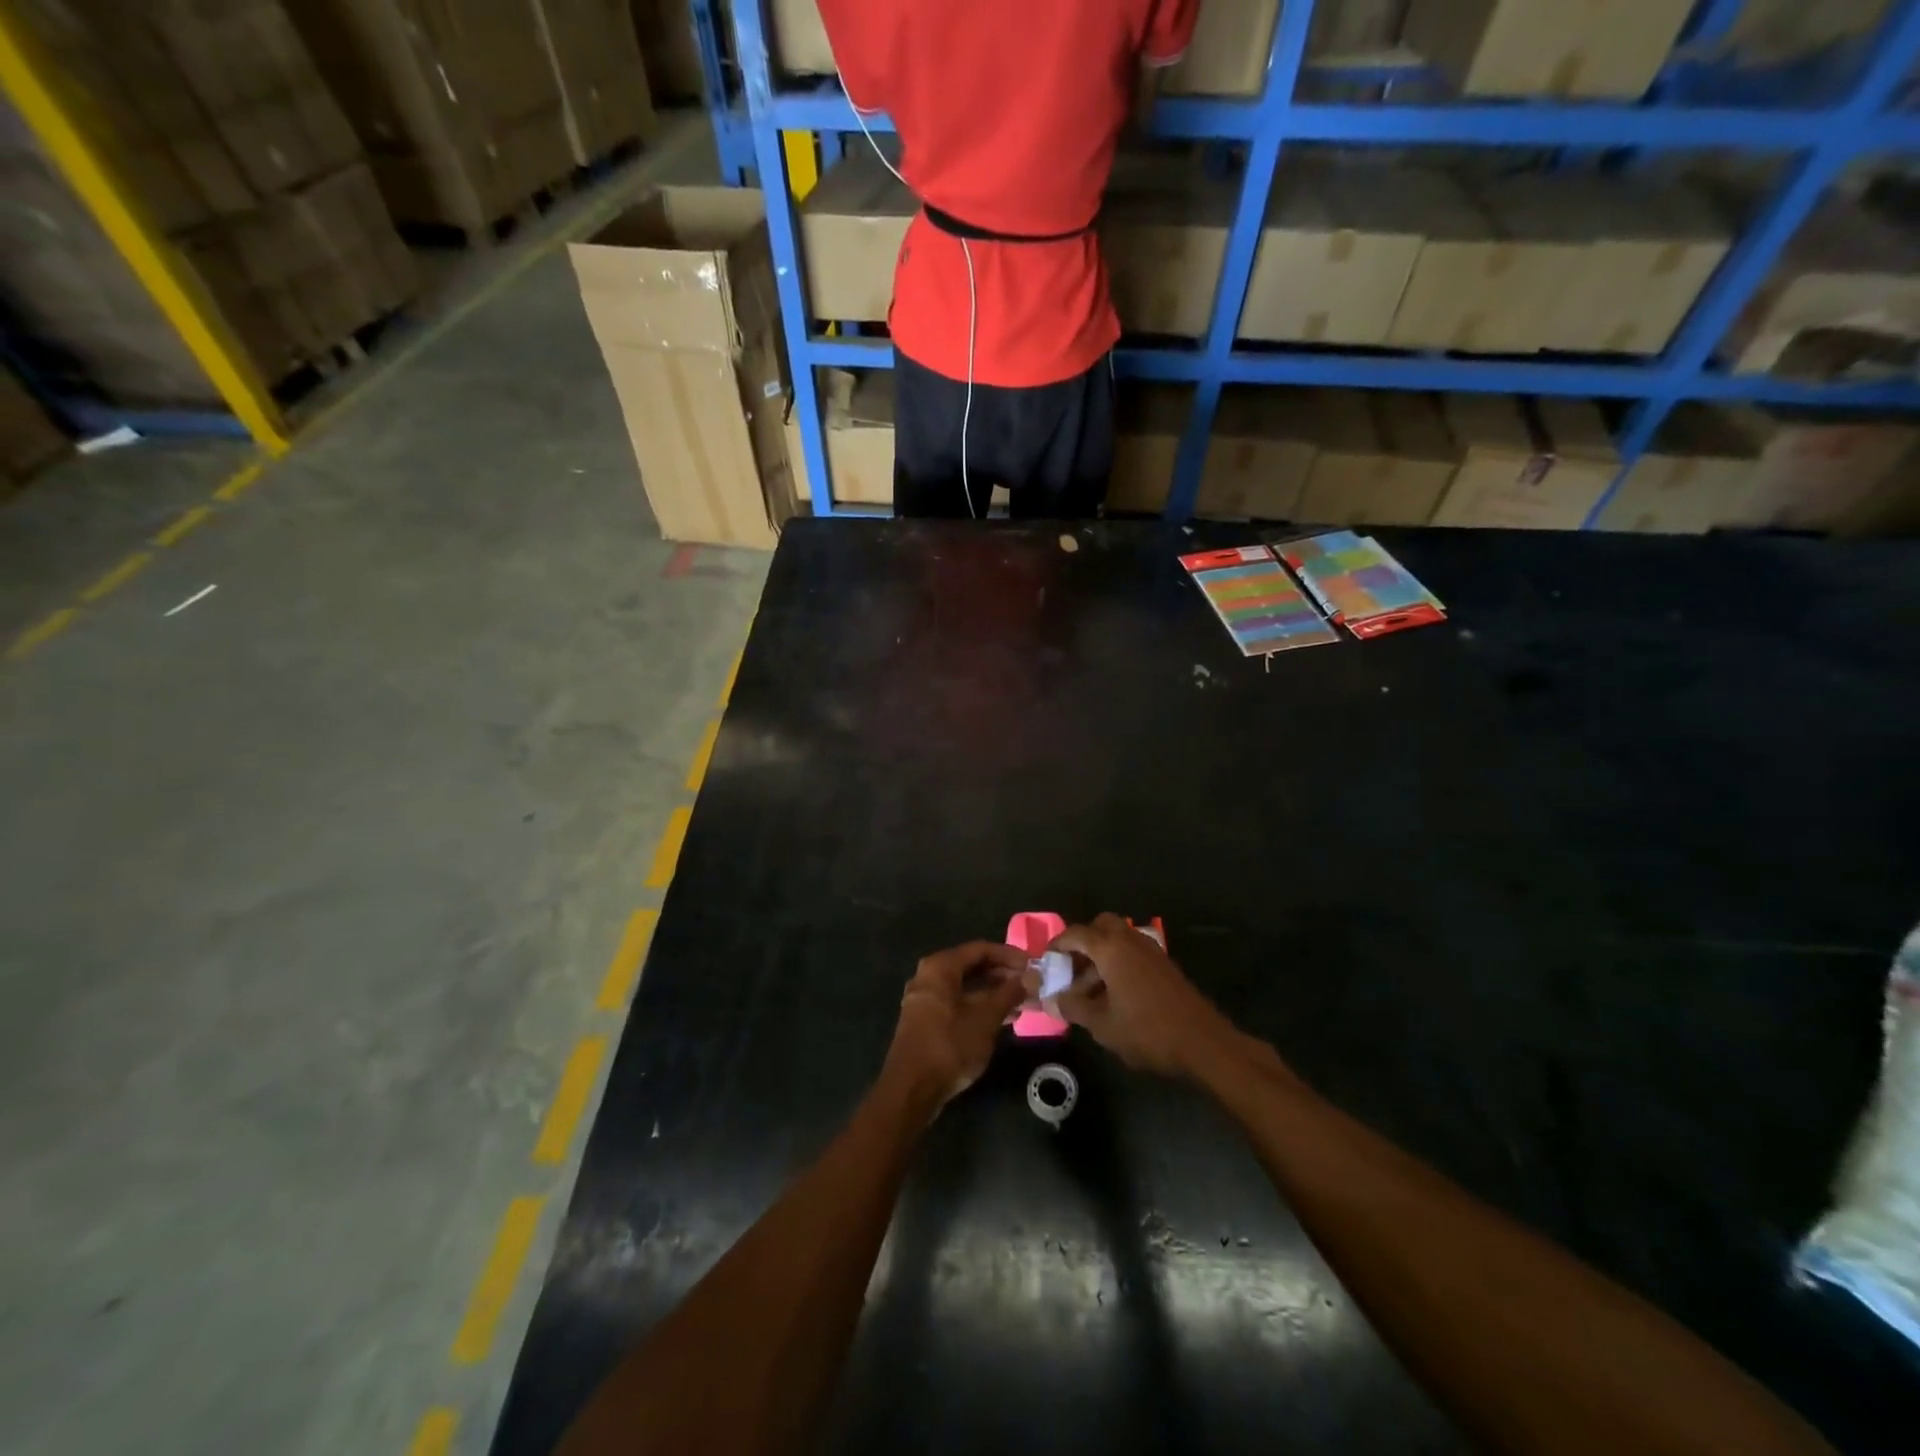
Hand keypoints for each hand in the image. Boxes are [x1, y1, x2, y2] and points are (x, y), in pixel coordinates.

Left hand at [882, 941, 1028, 1110]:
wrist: (911, 1090)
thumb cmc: (950, 1045)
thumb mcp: (986, 1018)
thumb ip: (1008, 994)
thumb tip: (1030, 978)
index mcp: (940, 967)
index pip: (980, 949)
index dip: (1009, 955)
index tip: (1032, 965)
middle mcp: (928, 976)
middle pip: (971, 966)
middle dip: (1002, 974)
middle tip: (1029, 984)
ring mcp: (925, 999)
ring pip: (965, 987)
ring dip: (993, 992)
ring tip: (1022, 1001)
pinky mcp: (926, 1020)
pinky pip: (958, 1003)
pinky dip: (979, 1006)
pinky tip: (1003, 1018)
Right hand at [1053, 914, 1238, 1077]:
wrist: (1203, 1042)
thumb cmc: (1147, 1031)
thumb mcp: (1102, 1024)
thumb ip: (1073, 1007)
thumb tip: (1050, 999)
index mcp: (1111, 948)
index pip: (1076, 934)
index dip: (1057, 945)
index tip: (1046, 961)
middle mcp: (1130, 940)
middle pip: (1101, 925)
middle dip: (1082, 942)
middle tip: (1071, 968)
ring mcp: (1151, 951)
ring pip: (1118, 939)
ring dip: (1100, 955)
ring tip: (1089, 989)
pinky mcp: (1164, 965)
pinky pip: (1133, 952)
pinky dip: (1118, 963)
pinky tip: (1114, 994)